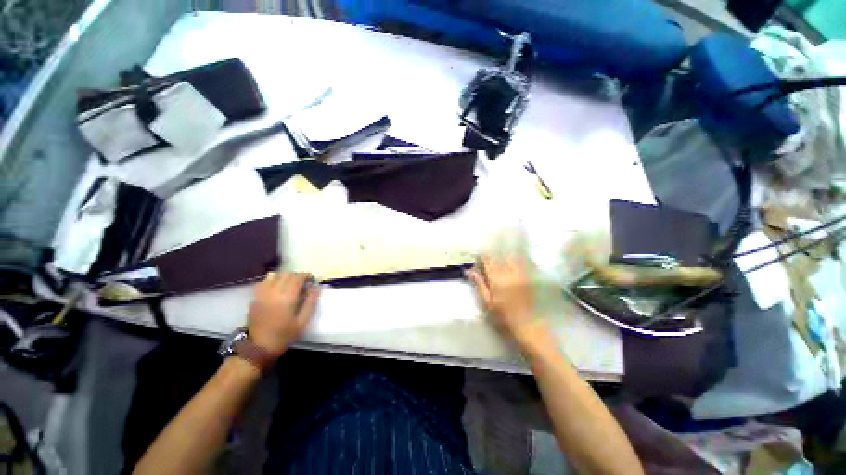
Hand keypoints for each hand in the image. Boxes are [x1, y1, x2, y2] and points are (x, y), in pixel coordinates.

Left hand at [247, 272, 319, 357]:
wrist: (259, 347)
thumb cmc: (284, 335)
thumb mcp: (303, 321)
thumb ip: (311, 302)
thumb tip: (316, 287)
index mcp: (287, 298)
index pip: (297, 278)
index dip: (306, 275)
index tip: (312, 279)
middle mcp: (273, 292)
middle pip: (286, 274)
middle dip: (296, 275)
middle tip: (303, 282)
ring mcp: (261, 294)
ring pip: (274, 276)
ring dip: (284, 276)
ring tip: (289, 284)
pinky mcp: (254, 298)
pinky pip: (264, 283)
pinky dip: (272, 281)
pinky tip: (276, 288)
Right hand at [466, 256, 548, 348]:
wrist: (528, 326)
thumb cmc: (503, 317)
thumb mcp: (487, 302)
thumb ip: (479, 284)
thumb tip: (469, 271)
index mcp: (497, 279)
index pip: (487, 260)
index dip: (481, 257)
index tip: (477, 260)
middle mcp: (509, 273)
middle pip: (498, 256)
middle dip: (491, 257)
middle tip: (486, 264)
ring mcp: (520, 273)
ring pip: (509, 257)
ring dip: (502, 257)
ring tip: (498, 264)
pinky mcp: (527, 277)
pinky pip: (520, 262)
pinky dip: (514, 260)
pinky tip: (510, 266)